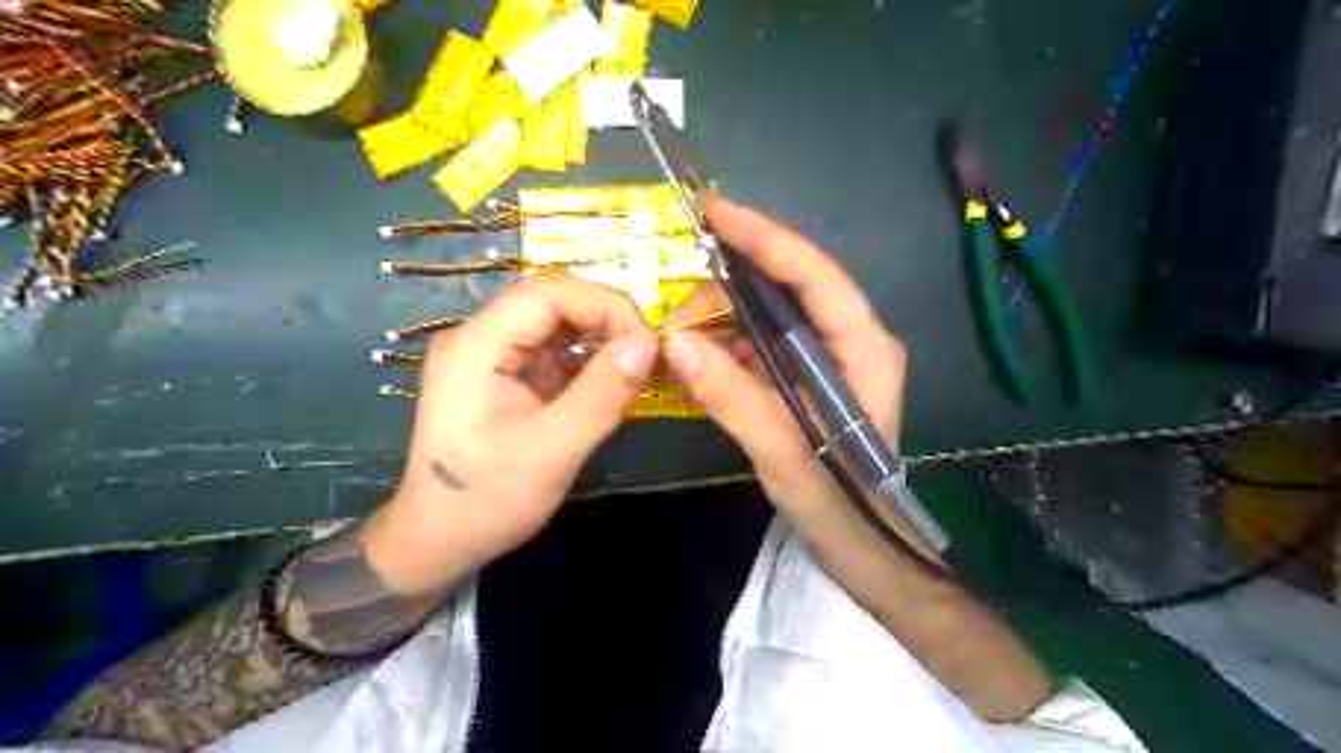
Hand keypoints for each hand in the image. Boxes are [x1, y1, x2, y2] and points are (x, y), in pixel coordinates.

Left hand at [366, 273, 658, 596]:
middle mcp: (478, 338)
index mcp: (475, 347)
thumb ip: (602, 394)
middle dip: (605, 317)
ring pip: (555, 322)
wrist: (440, 540)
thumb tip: (648, 344)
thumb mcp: (553, 451)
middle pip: (550, 300)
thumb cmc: (489, 500)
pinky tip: (611, 378)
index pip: (546, 293)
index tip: (647, 339)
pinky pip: (552, 350)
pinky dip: (587, 358)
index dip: (603, 304)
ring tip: (636, 364)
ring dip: (599, 336)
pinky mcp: (505, 375)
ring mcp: (490, 355)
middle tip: (646, 352)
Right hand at [661, 197, 911, 533]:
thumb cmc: (838, 501)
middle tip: (673, 323)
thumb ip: (732, 398)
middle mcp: (849, 338)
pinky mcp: (805, 373)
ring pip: (765, 316)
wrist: (861, 542)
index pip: (815, 275)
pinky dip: (725, 348)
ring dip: (718, 324)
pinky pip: (759, 344)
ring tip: (677, 348)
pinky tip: (697, 364)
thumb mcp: (783, 453)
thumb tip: (676, 344)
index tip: (716, 212)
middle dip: (724, 295)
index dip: (766, 238)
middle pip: (783, 290)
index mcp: (863, 348)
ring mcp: (826, 355)